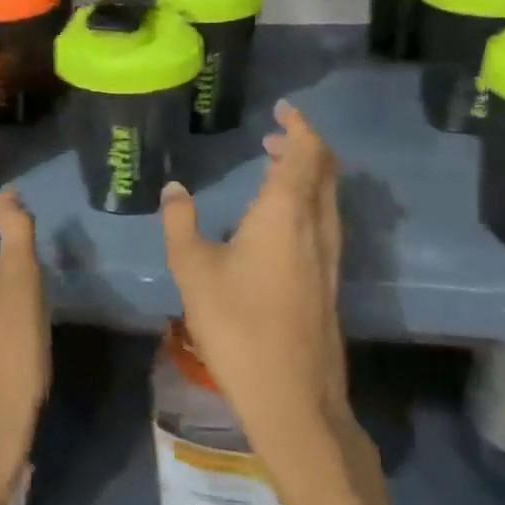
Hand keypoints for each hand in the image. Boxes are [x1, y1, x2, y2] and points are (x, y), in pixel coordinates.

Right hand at [161, 103, 367, 490]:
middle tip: (274, 136)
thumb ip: (181, 223)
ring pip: (328, 197)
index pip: (306, 153)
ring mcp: (329, 256)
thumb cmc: (237, 325)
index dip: (299, 126)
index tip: (283, 109)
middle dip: (304, 146)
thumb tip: (174, 189)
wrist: (292, 396)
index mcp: (286, 213)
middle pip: (325, 170)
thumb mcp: (193, 269)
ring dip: (308, 173)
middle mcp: (316, 226)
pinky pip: (325, 221)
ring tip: (274, 168)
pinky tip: (279, 220)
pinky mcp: (329, 281)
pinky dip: (308, 200)